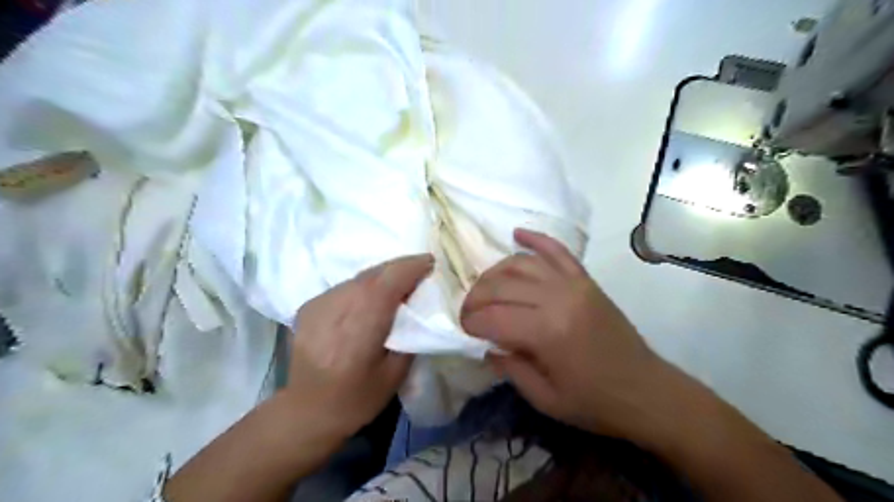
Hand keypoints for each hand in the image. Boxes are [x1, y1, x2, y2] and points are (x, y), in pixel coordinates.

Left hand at [287, 252, 433, 437]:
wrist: (306, 410)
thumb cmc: (357, 397)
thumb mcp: (396, 373)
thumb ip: (409, 335)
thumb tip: (419, 306)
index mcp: (360, 328)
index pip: (388, 282)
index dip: (411, 267)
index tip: (431, 262)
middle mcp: (336, 308)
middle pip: (373, 274)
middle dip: (400, 267)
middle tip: (421, 268)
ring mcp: (319, 304)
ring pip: (358, 277)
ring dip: (382, 275)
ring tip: (399, 282)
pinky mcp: (309, 305)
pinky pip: (345, 286)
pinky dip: (363, 286)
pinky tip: (371, 298)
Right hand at [461, 230, 669, 438]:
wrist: (646, 391)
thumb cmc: (594, 402)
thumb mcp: (544, 399)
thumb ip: (509, 367)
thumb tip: (487, 344)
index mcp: (547, 332)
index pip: (493, 316)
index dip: (471, 321)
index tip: (464, 330)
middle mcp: (558, 298)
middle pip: (502, 284)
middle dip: (476, 296)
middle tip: (469, 312)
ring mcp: (574, 283)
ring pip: (521, 263)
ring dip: (495, 272)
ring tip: (485, 288)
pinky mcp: (585, 279)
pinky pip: (557, 250)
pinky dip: (535, 239)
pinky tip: (517, 233)